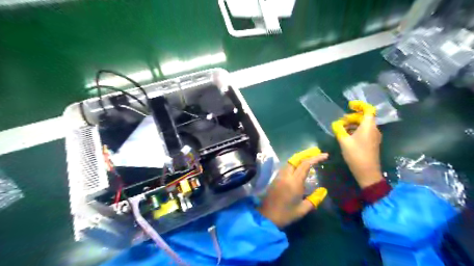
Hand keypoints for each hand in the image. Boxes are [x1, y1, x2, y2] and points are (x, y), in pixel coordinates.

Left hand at [258, 154, 327, 227]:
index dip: (315, 158)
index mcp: (294, 182)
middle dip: (307, 154)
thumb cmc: (286, 214)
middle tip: (317, 153)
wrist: (267, 216)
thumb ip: (315, 199)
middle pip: (296, 159)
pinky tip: (298, 167)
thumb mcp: (303, 209)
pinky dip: (294, 163)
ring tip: (309, 159)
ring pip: (290, 162)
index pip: (305, 164)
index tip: (325, 155)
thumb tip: (323, 190)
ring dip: (300, 158)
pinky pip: (286, 167)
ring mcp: (279, 176)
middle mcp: (286, 175)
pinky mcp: (275, 178)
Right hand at [331, 100, 381, 188]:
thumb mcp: (344, 141)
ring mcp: (373, 136)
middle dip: (352, 117)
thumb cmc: (356, 154)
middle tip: (340, 122)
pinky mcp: (371, 142)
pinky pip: (364, 131)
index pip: (368, 110)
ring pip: (363, 125)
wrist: (367, 172)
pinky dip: (355, 130)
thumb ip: (339, 129)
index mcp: (368, 126)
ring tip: (341, 129)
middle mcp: (373, 129)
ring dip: (352, 124)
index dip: (360, 105)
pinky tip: (346, 135)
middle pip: (364, 117)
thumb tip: (335, 123)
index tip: (350, 105)